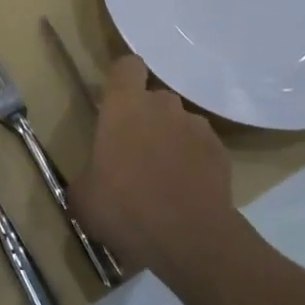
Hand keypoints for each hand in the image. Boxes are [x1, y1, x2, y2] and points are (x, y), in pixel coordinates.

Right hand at [73, 56, 235, 284]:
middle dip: (146, 119)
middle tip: (135, 154)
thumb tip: (91, 181)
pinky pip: (201, 147)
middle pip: (154, 98)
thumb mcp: (84, 199)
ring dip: (171, 141)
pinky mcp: (221, 151)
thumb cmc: (125, 208)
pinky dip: (194, 162)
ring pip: (179, 124)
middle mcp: (162, 105)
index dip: (122, 80)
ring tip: (165, 178)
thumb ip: (86, 178)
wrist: (189, 238)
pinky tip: (187, 192)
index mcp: (124, 106)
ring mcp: (196, 126)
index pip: (127, 66)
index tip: (115, 104)